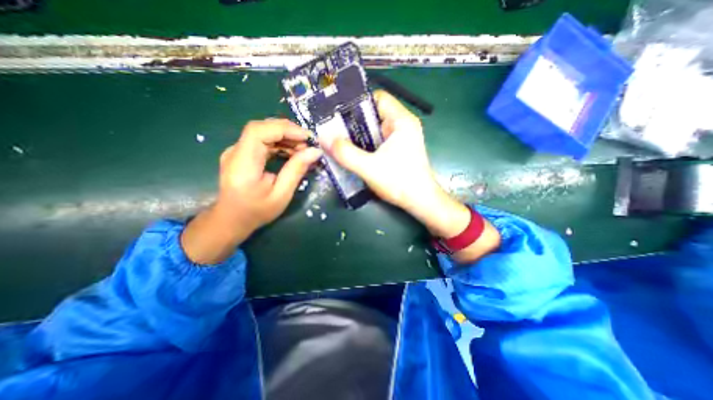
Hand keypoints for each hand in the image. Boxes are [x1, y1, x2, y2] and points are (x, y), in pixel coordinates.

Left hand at [181, 120, 321, 263]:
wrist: (232, 219)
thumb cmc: (257, 211)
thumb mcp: (282, 195)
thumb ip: (296, 171)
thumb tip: (315, 152)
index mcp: (243, 164)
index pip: (258, 132)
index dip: (284, 129)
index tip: (307, 137)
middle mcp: (236, 152)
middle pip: (262, 128)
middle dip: (289, 131)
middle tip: (309, 144)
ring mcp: (237, 150)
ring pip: (263, 132)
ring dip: (286, 137)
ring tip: (304, 149)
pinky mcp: (242, 153)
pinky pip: (263, 140)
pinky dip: (280, 143)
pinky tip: (292, 152)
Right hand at [321, 90, 496, 262]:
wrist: (420, 202)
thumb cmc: (400, 182)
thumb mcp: (369, 168)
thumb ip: (346, 153)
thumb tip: (323, 138)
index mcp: (401, 121)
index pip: (377, 98)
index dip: (357, 103)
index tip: (338, 114)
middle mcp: (403, 125)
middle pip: (374, 114)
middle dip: (354, 122)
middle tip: (333, 130)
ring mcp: (401, 138)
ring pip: (375, 129)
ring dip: (358, 135)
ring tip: (339, 142)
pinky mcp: (398, 150)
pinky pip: (378, 141)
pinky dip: (366, 145)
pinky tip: (354, 153)